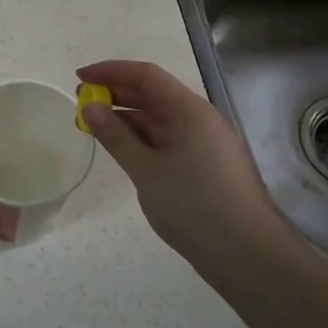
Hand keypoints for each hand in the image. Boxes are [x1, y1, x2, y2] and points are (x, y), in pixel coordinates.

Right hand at [77, 60, 290, 275]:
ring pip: (160, 119)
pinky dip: (142, 140)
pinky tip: (123, 150)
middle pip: (154, 94)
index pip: (146, 76)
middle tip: (81, 102)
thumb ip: (116, 136)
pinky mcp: (205, 166)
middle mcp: (200, 120)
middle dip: (116, 94)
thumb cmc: (194, 207)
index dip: (111, 71)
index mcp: (190, 111)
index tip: (79, 77)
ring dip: (127, 119)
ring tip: (94, 127)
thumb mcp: (146, 170)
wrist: (248, 255)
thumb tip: (91, 107)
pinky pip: (168, 140)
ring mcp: (205, 144)